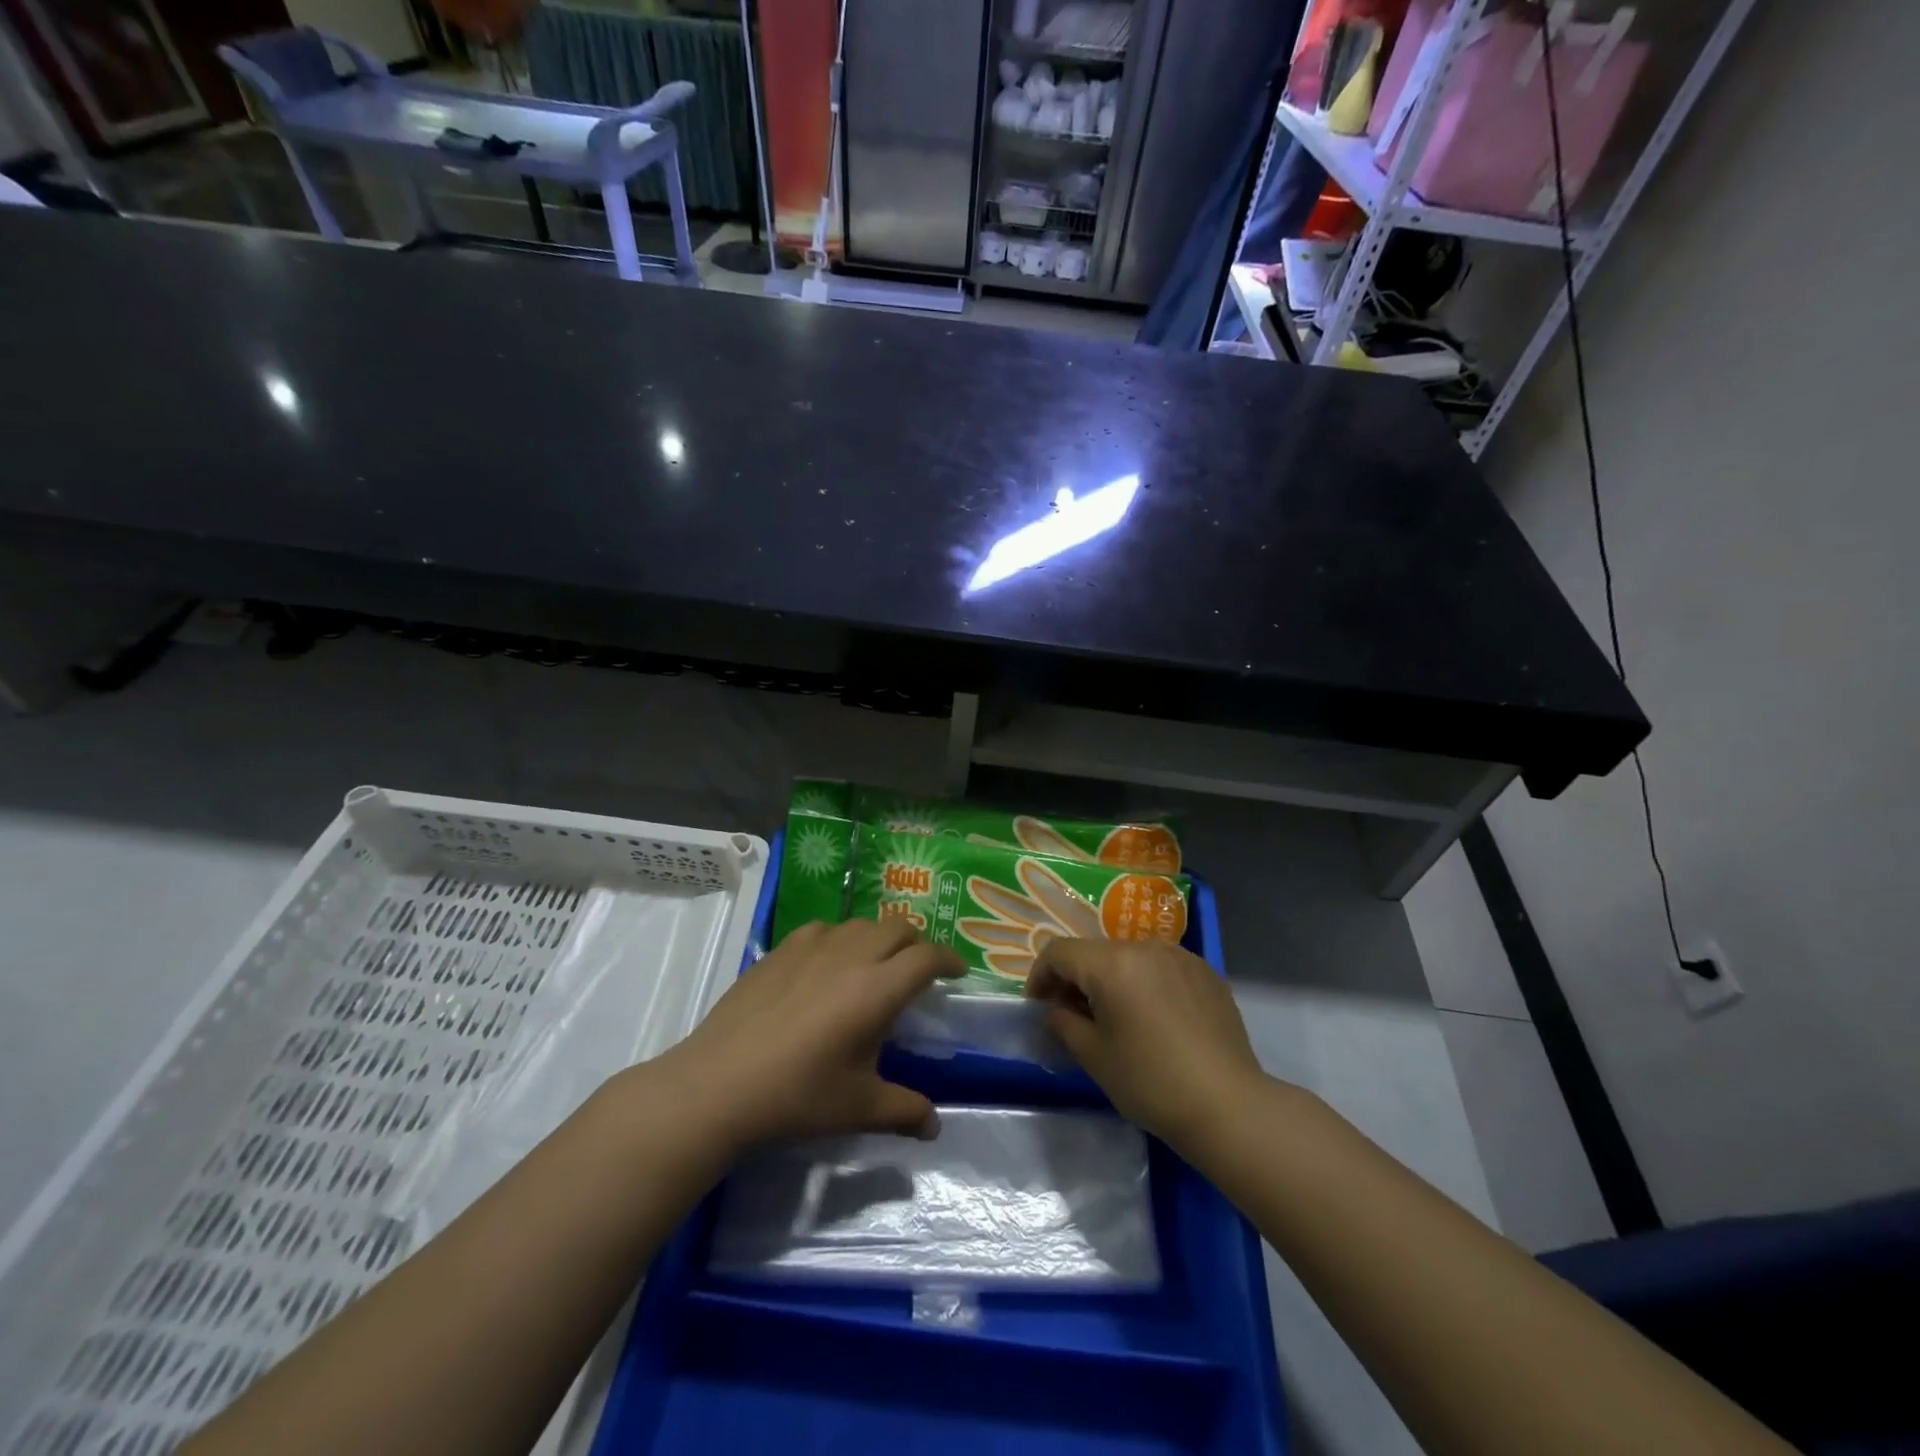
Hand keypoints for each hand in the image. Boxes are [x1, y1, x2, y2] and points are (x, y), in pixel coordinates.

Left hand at [655, 918, 963, 1150]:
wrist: (720, 1084)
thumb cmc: (798, 1096)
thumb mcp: (858, 1107)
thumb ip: (904, 1111)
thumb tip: (934, 1126)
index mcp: (878, 989)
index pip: (927, 957)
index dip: (949, 959)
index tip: (958, 971)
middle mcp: (851, 956)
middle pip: (898, 928)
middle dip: (916, 943)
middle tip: (918, 968)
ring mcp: (813, 947)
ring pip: (861, 923)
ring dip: (879, 937)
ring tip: (874, 963)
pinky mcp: (781, 949)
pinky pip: (823, 929)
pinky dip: (839, 938)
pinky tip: (827, 962)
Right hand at [1026, 938, 1267, 1153]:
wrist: (1228, 1105)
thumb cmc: (1151, 1081)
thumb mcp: (1093, 1056)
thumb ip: (1063, 1022)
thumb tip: (1058, 1009)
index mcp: (1112, 963)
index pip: (1059, 952)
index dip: (1040, 976)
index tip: (1038, 1006)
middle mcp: (1145, 946)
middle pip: (1095, 952)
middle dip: (1076, 979)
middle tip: (1072, 1016)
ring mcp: (1180, 956)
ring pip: (1130, 957)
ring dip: (1112, 980)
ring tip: (1116, 1018)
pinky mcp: (1206, 972)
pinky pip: (1162, 967)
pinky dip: (1146, 984)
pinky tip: (1155, 1020)